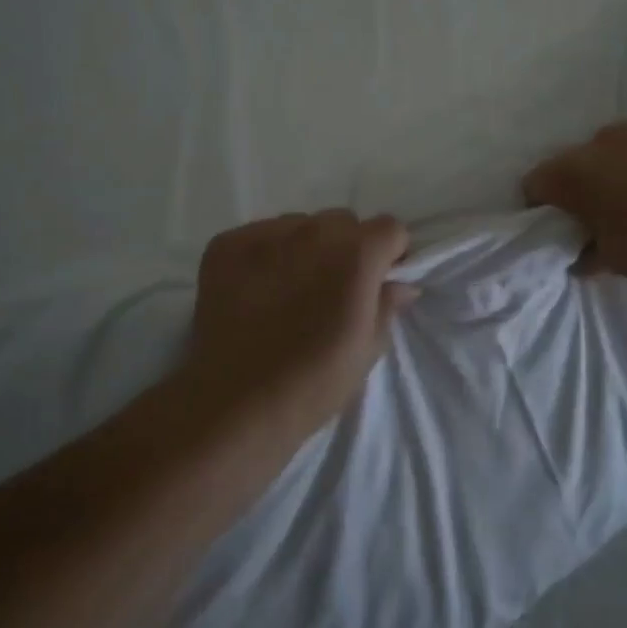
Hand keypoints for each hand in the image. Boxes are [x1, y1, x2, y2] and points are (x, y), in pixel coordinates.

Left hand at [181, 211, 415, 437]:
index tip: (379, 279)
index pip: (390, 227)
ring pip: (299, 225)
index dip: (389, 253)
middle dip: (346, 248)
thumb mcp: (367, 350)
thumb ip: (387, 305)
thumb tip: (400, 284)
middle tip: (332, 289)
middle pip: (342, 222)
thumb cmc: (314, 382)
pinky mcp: (226, 244)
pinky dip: (265, 255)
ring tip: (289, 290)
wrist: (235, 404)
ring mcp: (265, 234)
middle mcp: (313, 231)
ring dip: (304, 248)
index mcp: (356, 254)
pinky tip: (256, 291)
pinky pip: (258, 235)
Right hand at [521, 113, 626, 290]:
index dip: (540, 204)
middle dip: (586, 184)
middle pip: (579, 160)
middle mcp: (603, 138)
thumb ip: (589, 253)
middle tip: (608, 213)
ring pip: (620, 145)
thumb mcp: (618, 262)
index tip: (557, 223)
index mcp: (577, 172)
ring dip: (623, 166)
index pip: (537, 181)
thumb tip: (580, 255)